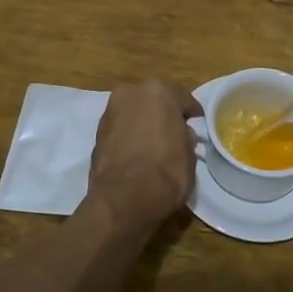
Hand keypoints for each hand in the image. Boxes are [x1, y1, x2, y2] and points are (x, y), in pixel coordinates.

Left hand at [86, 80, 202, 231]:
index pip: (182, 98)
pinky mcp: (96, 133)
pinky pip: (120, 130)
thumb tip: (180, 135)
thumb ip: (184, 138)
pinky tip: (136, 154)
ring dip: (143, 124)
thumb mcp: (189, 155)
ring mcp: (110, 112)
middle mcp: (131, 93)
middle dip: (163, 114)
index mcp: (158, 90)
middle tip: (173, 133)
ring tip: (153, 145)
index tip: (196, 125)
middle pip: (153, 100)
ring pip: (134, 113)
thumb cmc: (165, 173)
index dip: (191, 114)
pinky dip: (128, 137)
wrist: (123, 200)